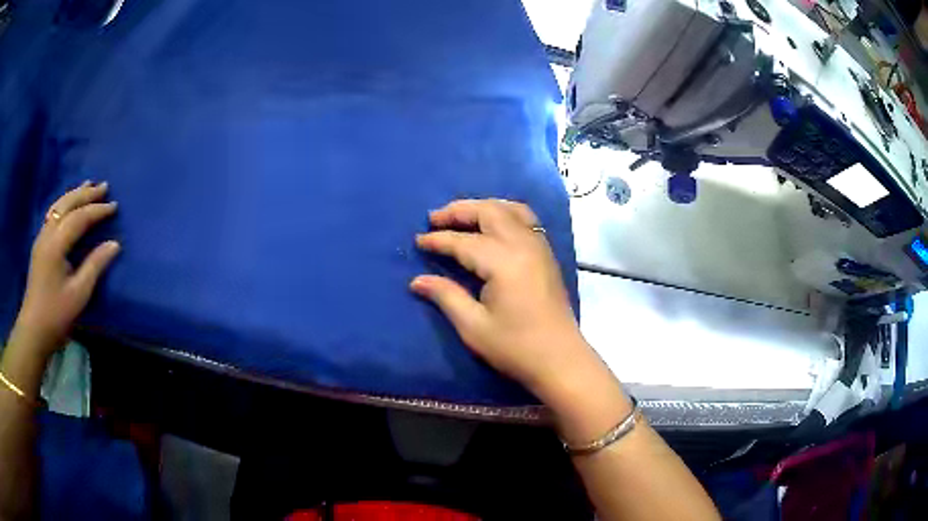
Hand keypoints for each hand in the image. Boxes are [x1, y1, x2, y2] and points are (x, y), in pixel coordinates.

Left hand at [11, 181, 119, 360]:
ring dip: (74, 194)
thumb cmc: (56, 315)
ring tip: (88, 186)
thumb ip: (95, 266)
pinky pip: (52, 214)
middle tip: (104, 186)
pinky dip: (64, 203)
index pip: (79, 218)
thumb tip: (114, 244)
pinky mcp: (39, 245)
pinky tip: (69, 204)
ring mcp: (41, 238)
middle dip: (86, 194)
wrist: (33, 330)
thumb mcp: (78, 294)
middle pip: (67, 204)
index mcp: (56, 244)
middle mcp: (47, 234)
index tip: (114, 206)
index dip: (97, 210)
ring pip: (58, 206)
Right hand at [411, 199, 595, 400]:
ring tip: (462, 216)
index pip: (464, 241)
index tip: (418, 240)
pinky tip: (493, 225)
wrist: (560, 359)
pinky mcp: (547, 254)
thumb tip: (417, 281)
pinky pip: (525, 219)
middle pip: (489, 212)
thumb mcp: (474, 327)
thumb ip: (446, 296)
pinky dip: (504, 213)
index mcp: (503, 262)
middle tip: (434, 218)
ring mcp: (539, 246)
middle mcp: (523, 244)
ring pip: (510, 209)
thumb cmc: (515, 347)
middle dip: (459, 211)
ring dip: (483, 207)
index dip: (438, 240)